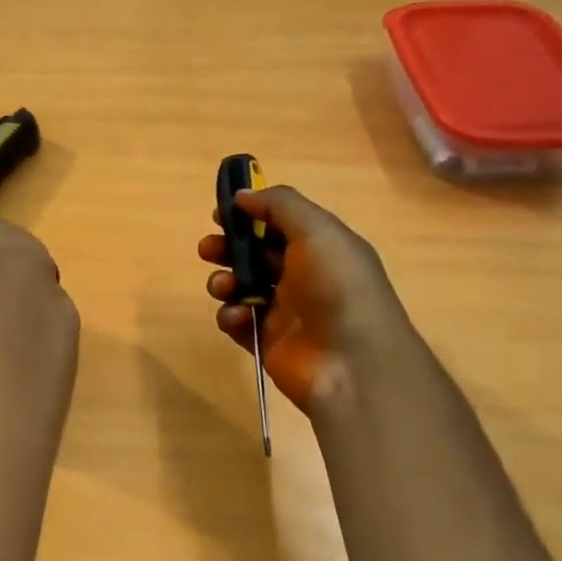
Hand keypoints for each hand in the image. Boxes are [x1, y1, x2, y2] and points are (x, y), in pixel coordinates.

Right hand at [199, 186, 408, 411]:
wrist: (352, 365)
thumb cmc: (338, 288)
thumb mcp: (317, 231)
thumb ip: (279, 205)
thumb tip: (242, 195)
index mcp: (322, 246)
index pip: (280, 223)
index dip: (250, 215)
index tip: (220, 213)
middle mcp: (303, 276)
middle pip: (255, 253)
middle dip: (228, 247)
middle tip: (209, 249)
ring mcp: (285, 311)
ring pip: (242, 286)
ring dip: (225, 281)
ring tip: (224, 286)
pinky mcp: (268, 341)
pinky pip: (239, 322)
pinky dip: (232, 315)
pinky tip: (240, 317)